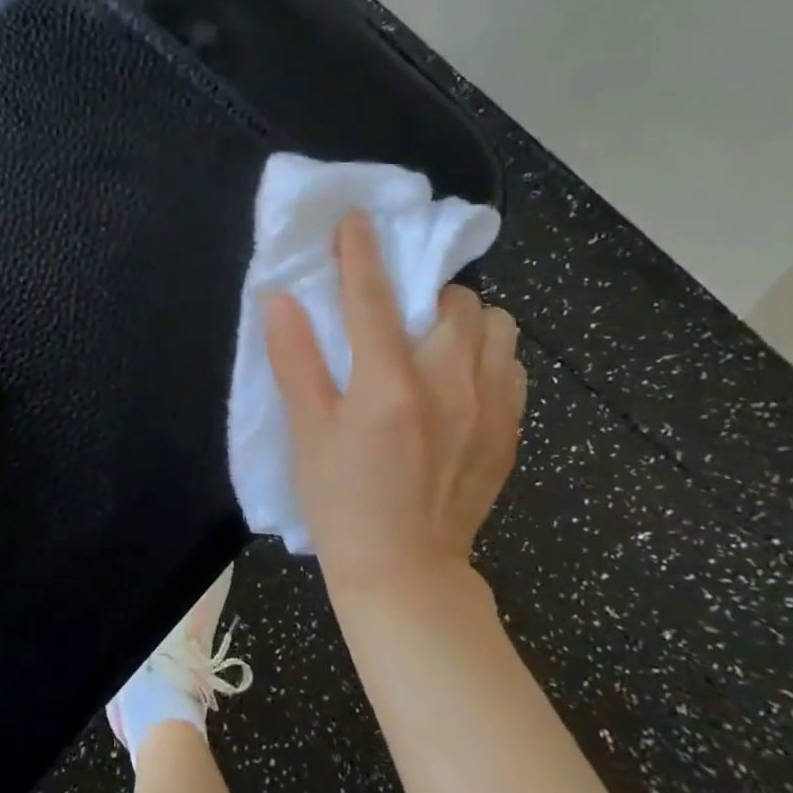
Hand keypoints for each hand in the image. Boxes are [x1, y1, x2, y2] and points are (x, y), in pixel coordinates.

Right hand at [263, 211, 525, 603]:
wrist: (404, 572)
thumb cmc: (341, 501)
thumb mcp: (307, 432)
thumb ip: (294, 359)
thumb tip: (279, 299)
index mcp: (389, 383)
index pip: (372, 297)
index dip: (360, 251)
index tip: (356, 219)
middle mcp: (450, 384)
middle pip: (456, 302)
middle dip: (425, 291)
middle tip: (397, 310)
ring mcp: (490, 408)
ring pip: (499, 329)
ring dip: (466, 320)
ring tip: (434, 341)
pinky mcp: (510, 432)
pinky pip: (512, 367)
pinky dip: (488, 356)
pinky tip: (459, 380)